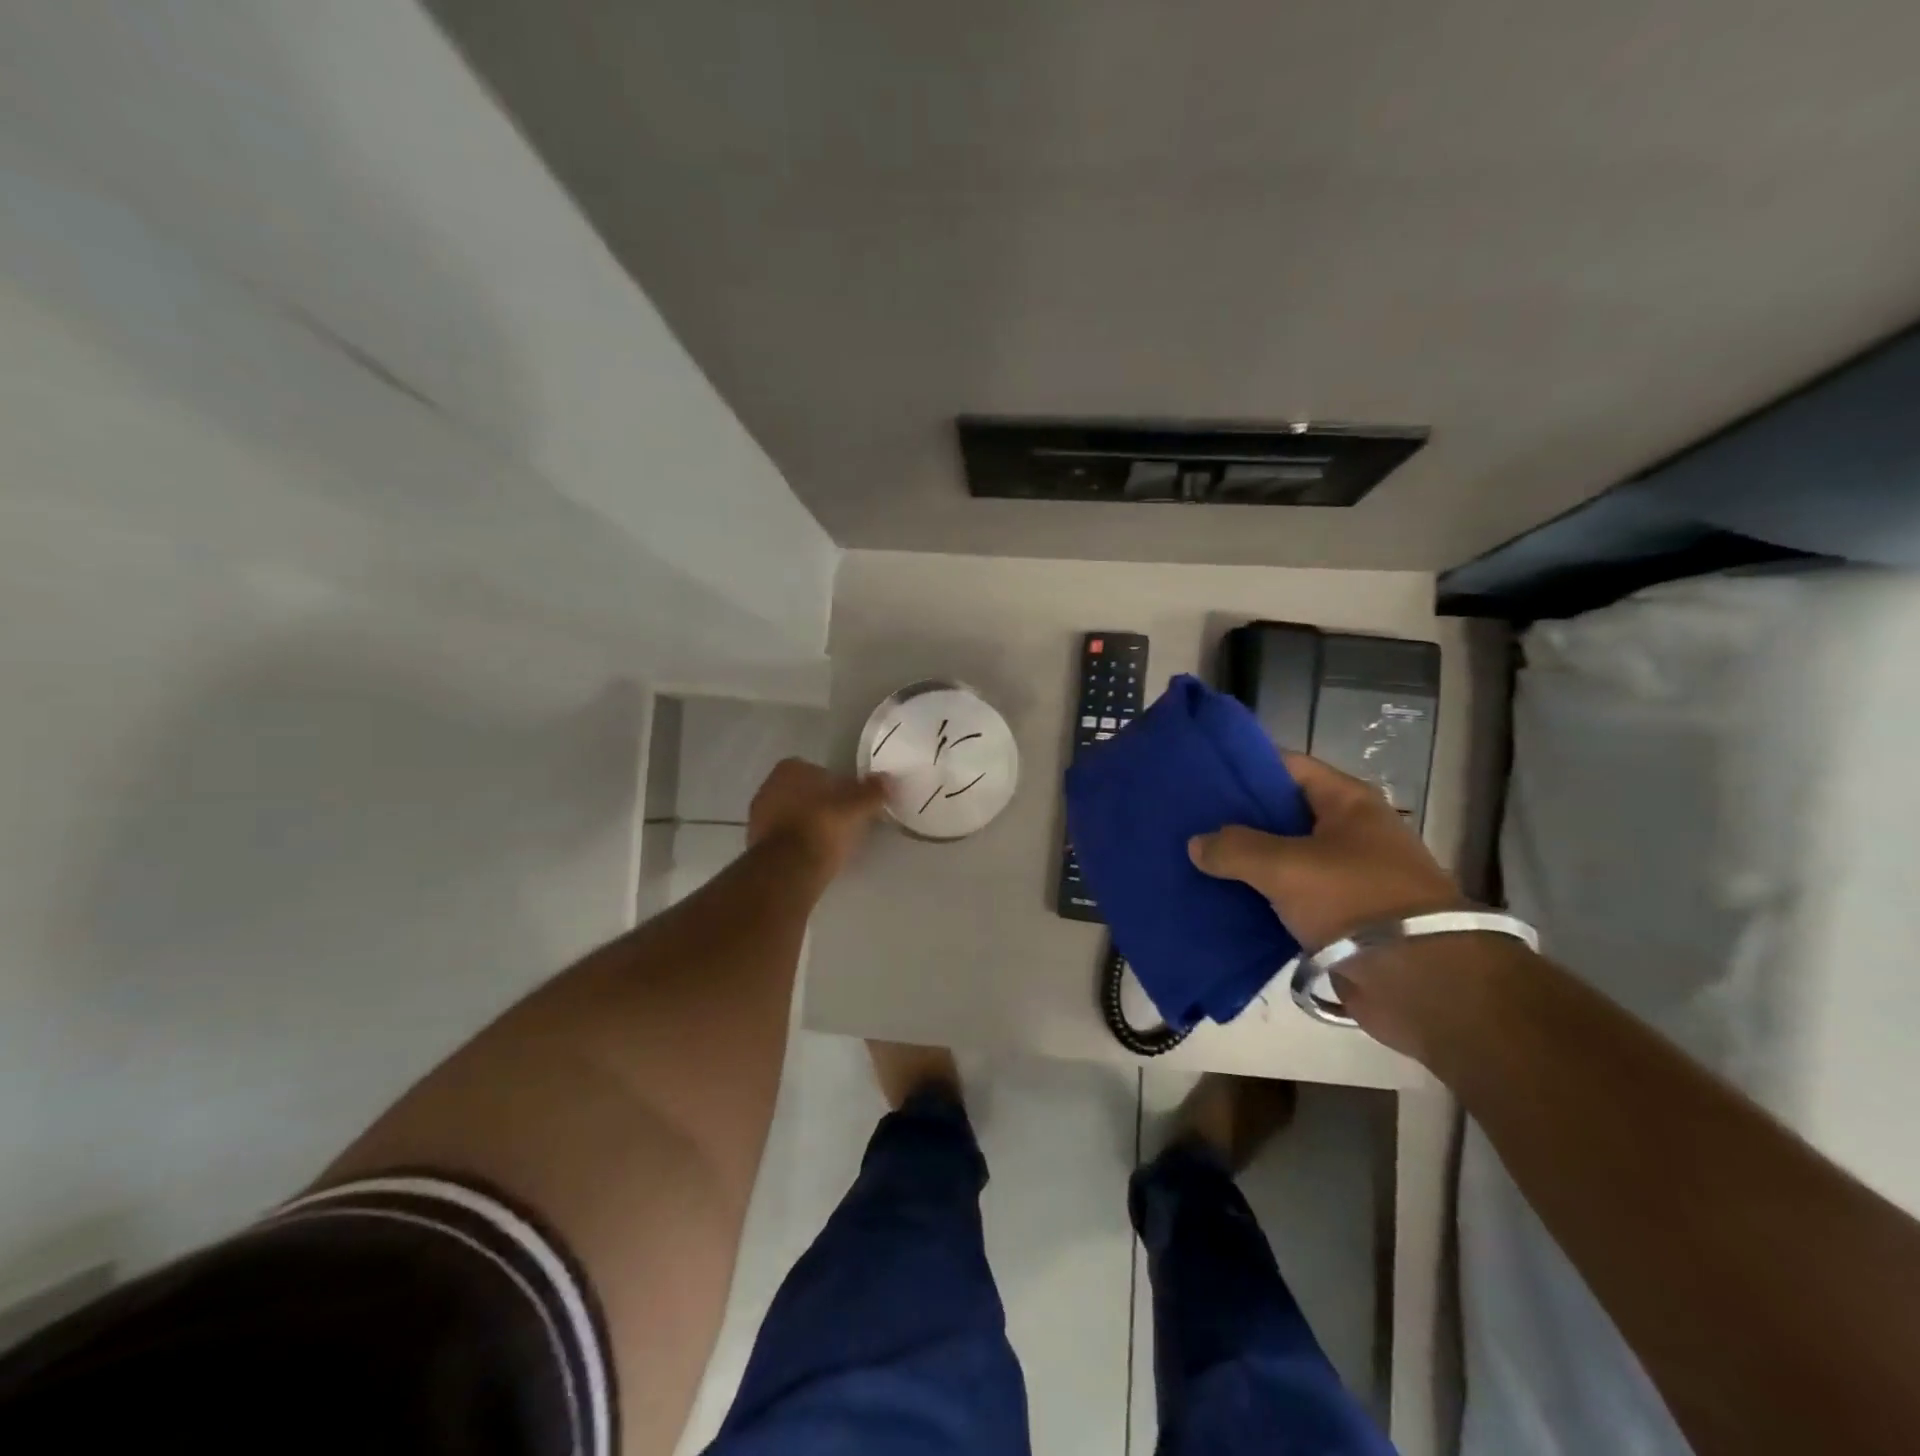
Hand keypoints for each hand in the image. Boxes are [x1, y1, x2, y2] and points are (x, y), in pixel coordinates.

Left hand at [748, 759, 889, 878]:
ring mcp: (758, 816)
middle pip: (802, 792)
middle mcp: (768, 786)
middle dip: (819, 804)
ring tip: (830, 842)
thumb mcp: (857, 807)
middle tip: (842, 821)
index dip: (836, 785)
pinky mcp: (755, 843)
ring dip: (807, 824)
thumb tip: (887, 780)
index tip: (850, 802)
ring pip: (791, 815)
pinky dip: (796, 843)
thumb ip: (872, 791)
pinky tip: (813, 855)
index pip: (818, 770)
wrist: (789, 868)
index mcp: (790, 769)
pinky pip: (783, 837)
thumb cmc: (823, 826)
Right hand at [1188, 753, 1472, 1056]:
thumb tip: (1197, 844)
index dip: (1243, 767)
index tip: (1198, 774)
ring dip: (1243, 864)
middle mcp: (1348, 833)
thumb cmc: (1357, 901)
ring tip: (1191, 860)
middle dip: (1235, 819)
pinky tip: (1217, 902)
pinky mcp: (1338, 919)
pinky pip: (1287, 900)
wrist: (1424, 984)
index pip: (1286, 767)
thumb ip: (1235, 848)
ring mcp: (1344, 877)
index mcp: (1347, 802)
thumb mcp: (1287, 866)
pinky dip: (1257, 900)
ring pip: (1280, 860)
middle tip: (1185, 820)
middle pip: (1280, 814)